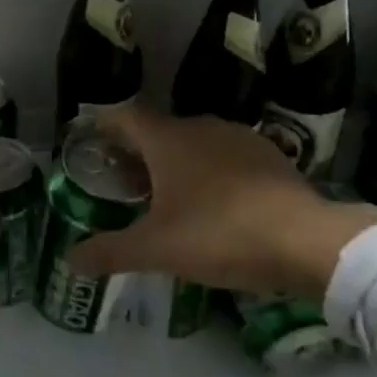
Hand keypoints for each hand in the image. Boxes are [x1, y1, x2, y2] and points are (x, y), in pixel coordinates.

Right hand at [71, 106, 376, 300]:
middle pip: (159, 131)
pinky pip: (225, 157)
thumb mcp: (157, 249)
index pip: (125, 117)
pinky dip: (210, 172)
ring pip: (195, 143)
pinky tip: (215, 203)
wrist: (307, 240)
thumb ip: (110, 251)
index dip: (105, 125)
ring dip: (176, 162)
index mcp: (168, 139)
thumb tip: (69, 260)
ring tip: (167, 196)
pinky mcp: (269, 156)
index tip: (90, 138)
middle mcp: (200, 127)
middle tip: (124, 181)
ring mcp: (239, 138)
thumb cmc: (219, 235)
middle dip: (138, 152)